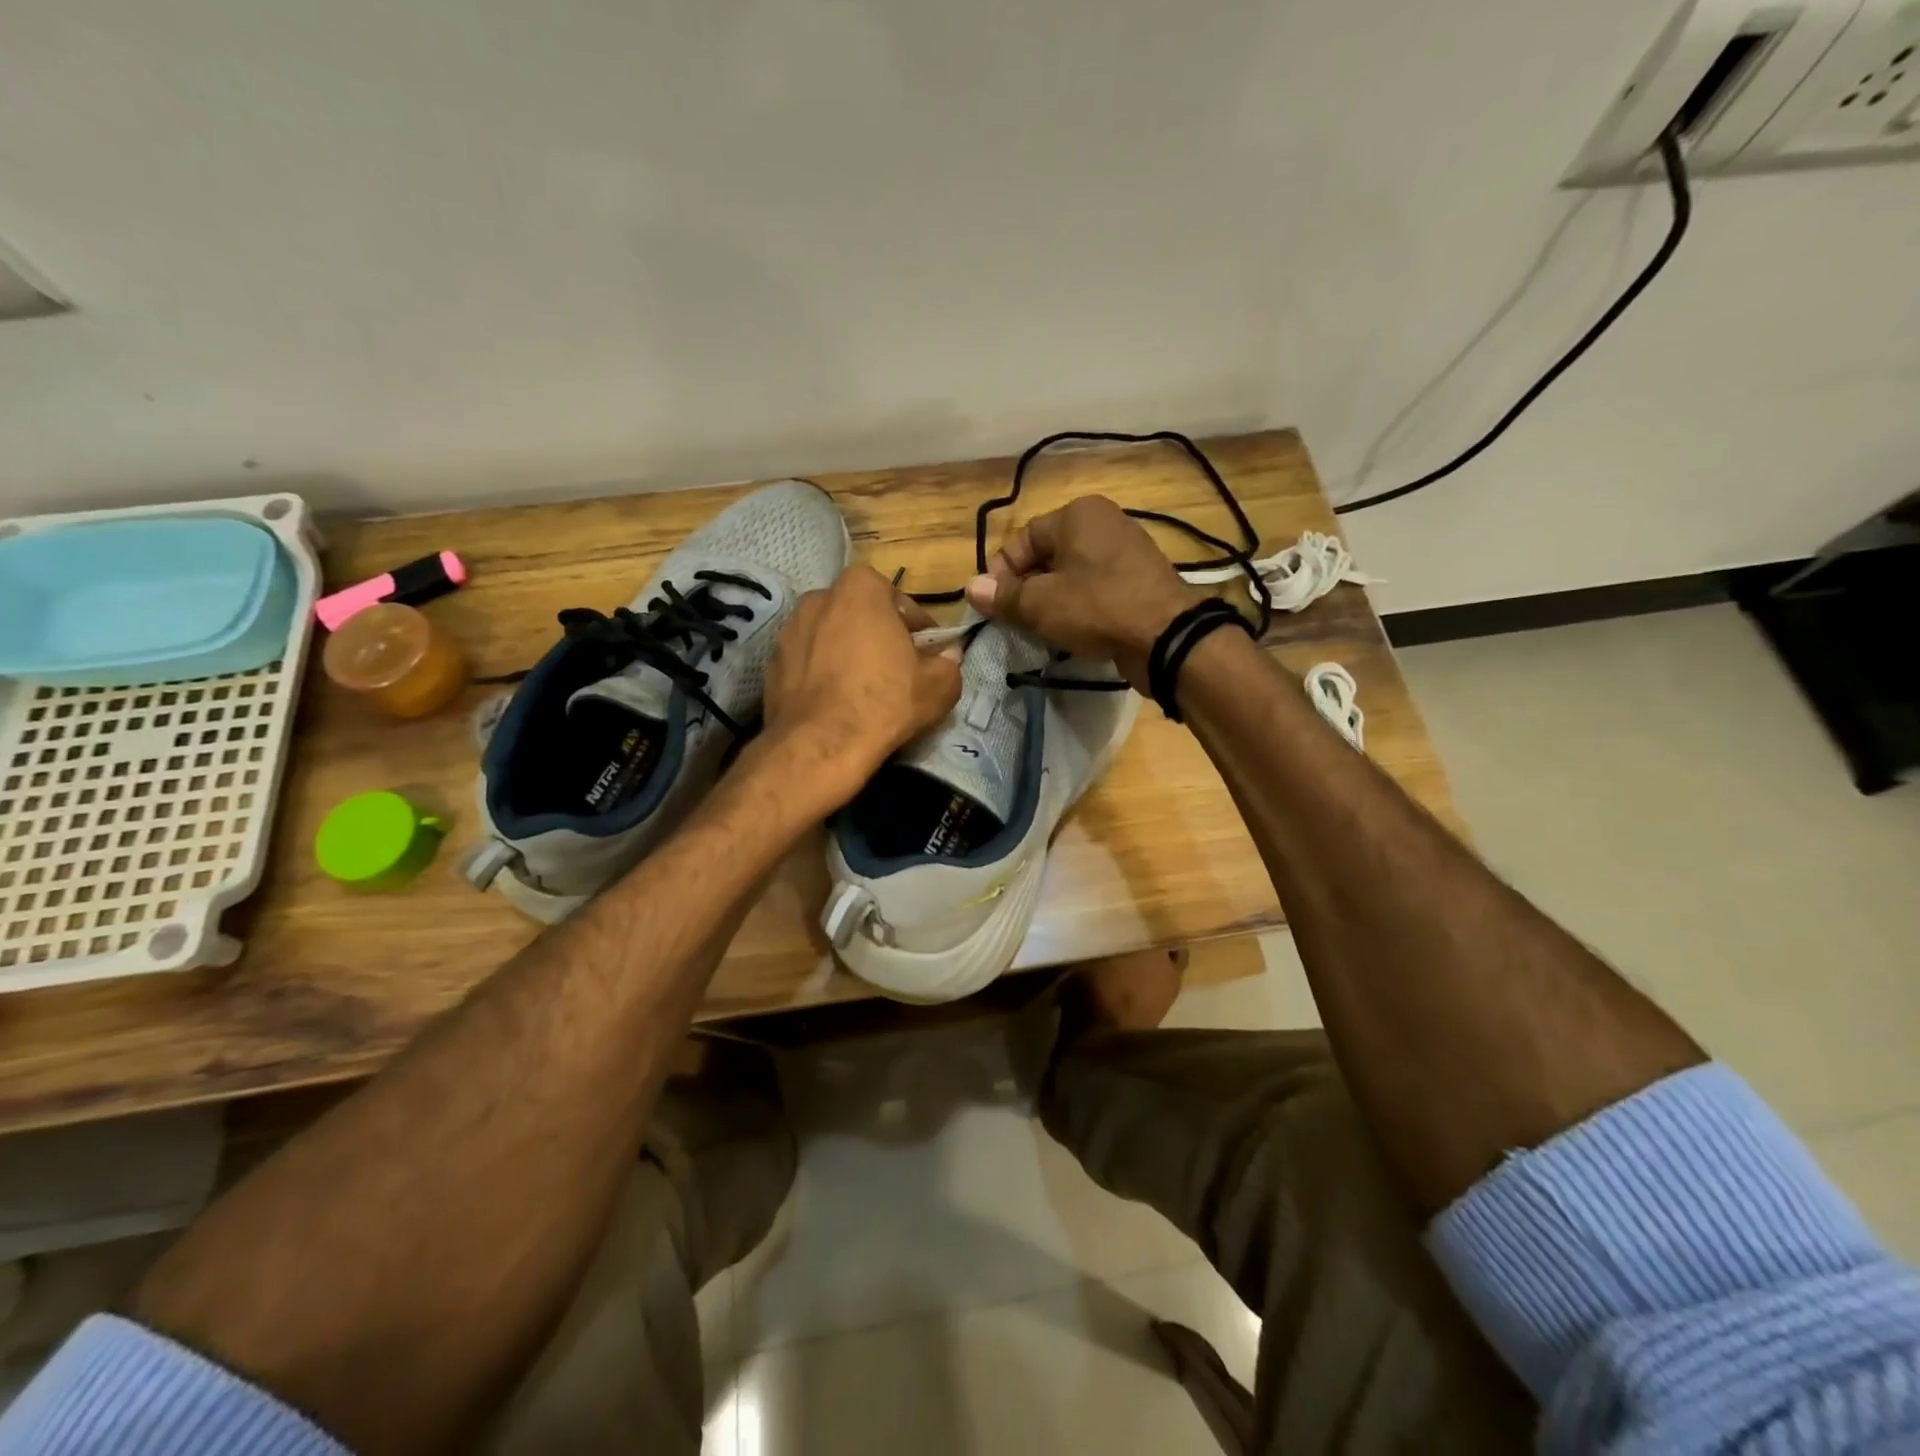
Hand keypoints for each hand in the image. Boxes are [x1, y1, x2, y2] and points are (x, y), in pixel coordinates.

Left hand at [764, 565, 963, 806]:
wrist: (820, 745)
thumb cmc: (884, 703)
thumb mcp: (938, 687)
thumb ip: (949, 664)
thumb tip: (949, 656)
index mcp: (860, 588)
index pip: (898, 598)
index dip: (915, 626)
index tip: (925, 651)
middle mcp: (818, 598)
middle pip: (859, 613)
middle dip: (877, 634)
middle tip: (895, 666)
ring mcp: (788, 630)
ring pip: (829, 635)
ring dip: (846, 652)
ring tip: (862, 686)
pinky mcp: (772, 663)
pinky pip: (807, 661)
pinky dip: (821, 673)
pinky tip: (835, 701)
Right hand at [964, 496, 1200, 689]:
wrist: (1167, 636)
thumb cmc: (1097, 607)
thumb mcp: (1041, 603)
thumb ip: (1004, 596)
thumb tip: (970, 588)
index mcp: (1078, 514)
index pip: (1023, 538)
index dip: (1001, 572)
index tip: (994, 606)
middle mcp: (1104, 523)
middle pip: (1048, 556)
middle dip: (1027, 589)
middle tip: (1016, 621)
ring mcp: (1127, 551)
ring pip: (1072, 575)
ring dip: (1052, 601)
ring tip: (1043, 630)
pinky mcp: (1140, 581)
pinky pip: (1097, 590)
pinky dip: (1080, 608)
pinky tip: (1074, 633)